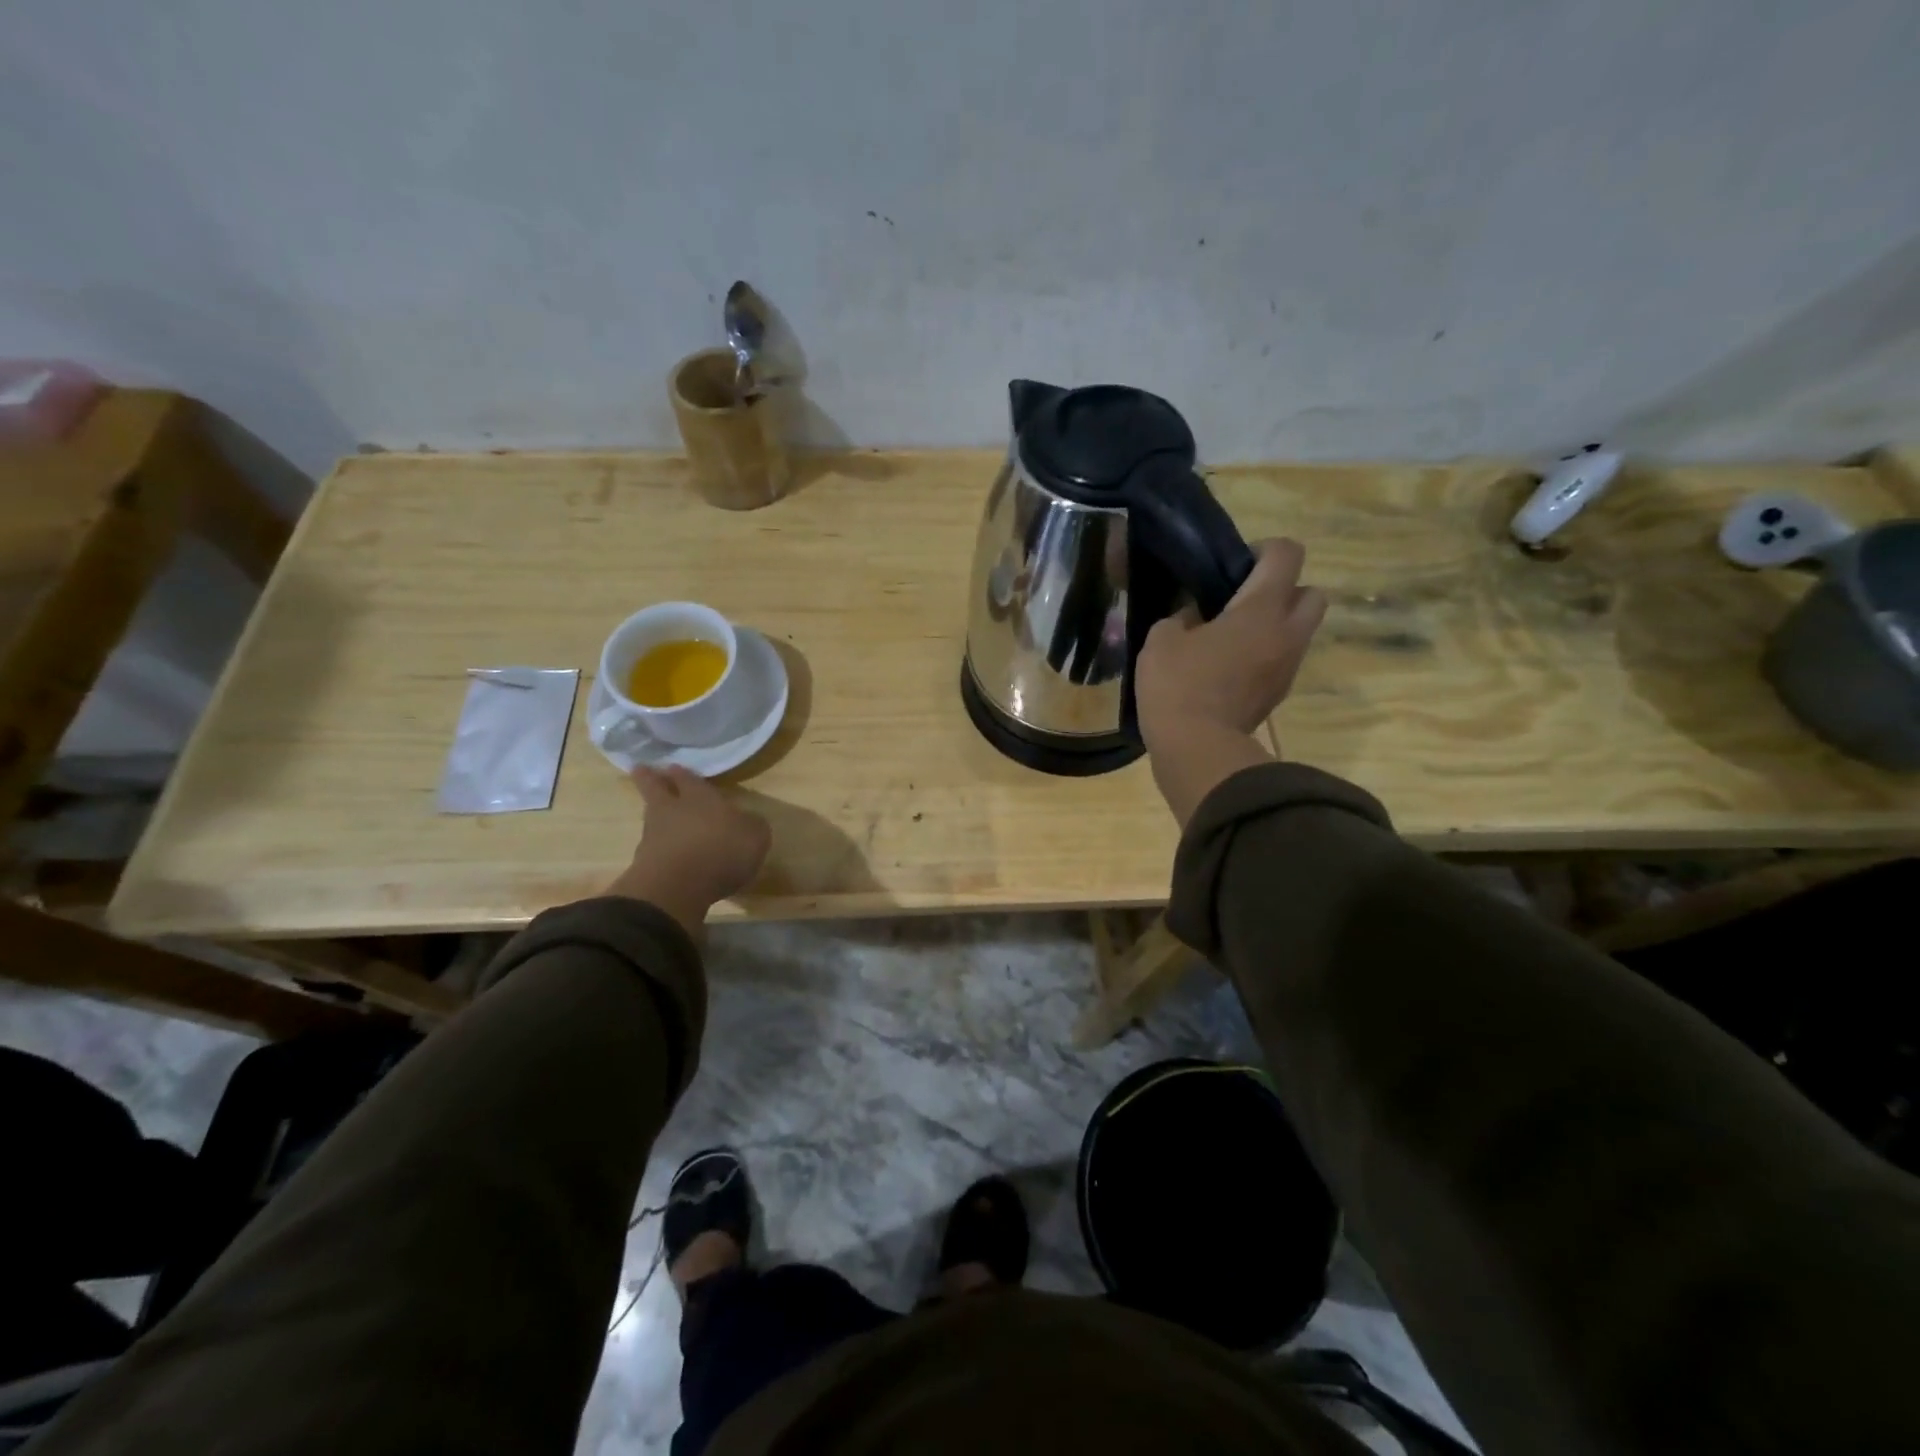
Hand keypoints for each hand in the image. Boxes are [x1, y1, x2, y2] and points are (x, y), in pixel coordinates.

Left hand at [607, 766, 770, 939]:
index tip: (672, 766)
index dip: (682, 773)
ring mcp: (653, 836)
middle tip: (640, 769)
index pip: (688, 779)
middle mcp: (672, 810)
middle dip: (649, 779)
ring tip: (657, 814)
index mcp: (700, 797)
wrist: (677, 887)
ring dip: (653, 814)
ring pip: (651, 817)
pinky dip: (657, 847)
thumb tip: (747, 821)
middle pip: (656, 789)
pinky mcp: (644, 864)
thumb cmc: (722, 851)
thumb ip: (751, 825)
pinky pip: (652, 848)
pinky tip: (665, 852)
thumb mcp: (755, 836)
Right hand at [1135, 538, 1326, 825]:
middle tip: (1245, 601)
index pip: (1287, 555)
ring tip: (1233, 636)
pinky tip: (1229, 667)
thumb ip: (1180, 617)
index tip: (1235, 565)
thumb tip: (1193, 616)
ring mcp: (1287, 667)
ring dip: (1276, 625)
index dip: (1264, 549)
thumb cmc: (1178, 686)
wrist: (1197, 749)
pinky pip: (1282, 660)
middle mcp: (1287, 633)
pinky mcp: (1278, 694)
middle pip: (1312, 593)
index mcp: (1261, 609)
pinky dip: (1265, 655)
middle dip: (1285, 590)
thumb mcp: (1161, 640)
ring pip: (1300, 630)